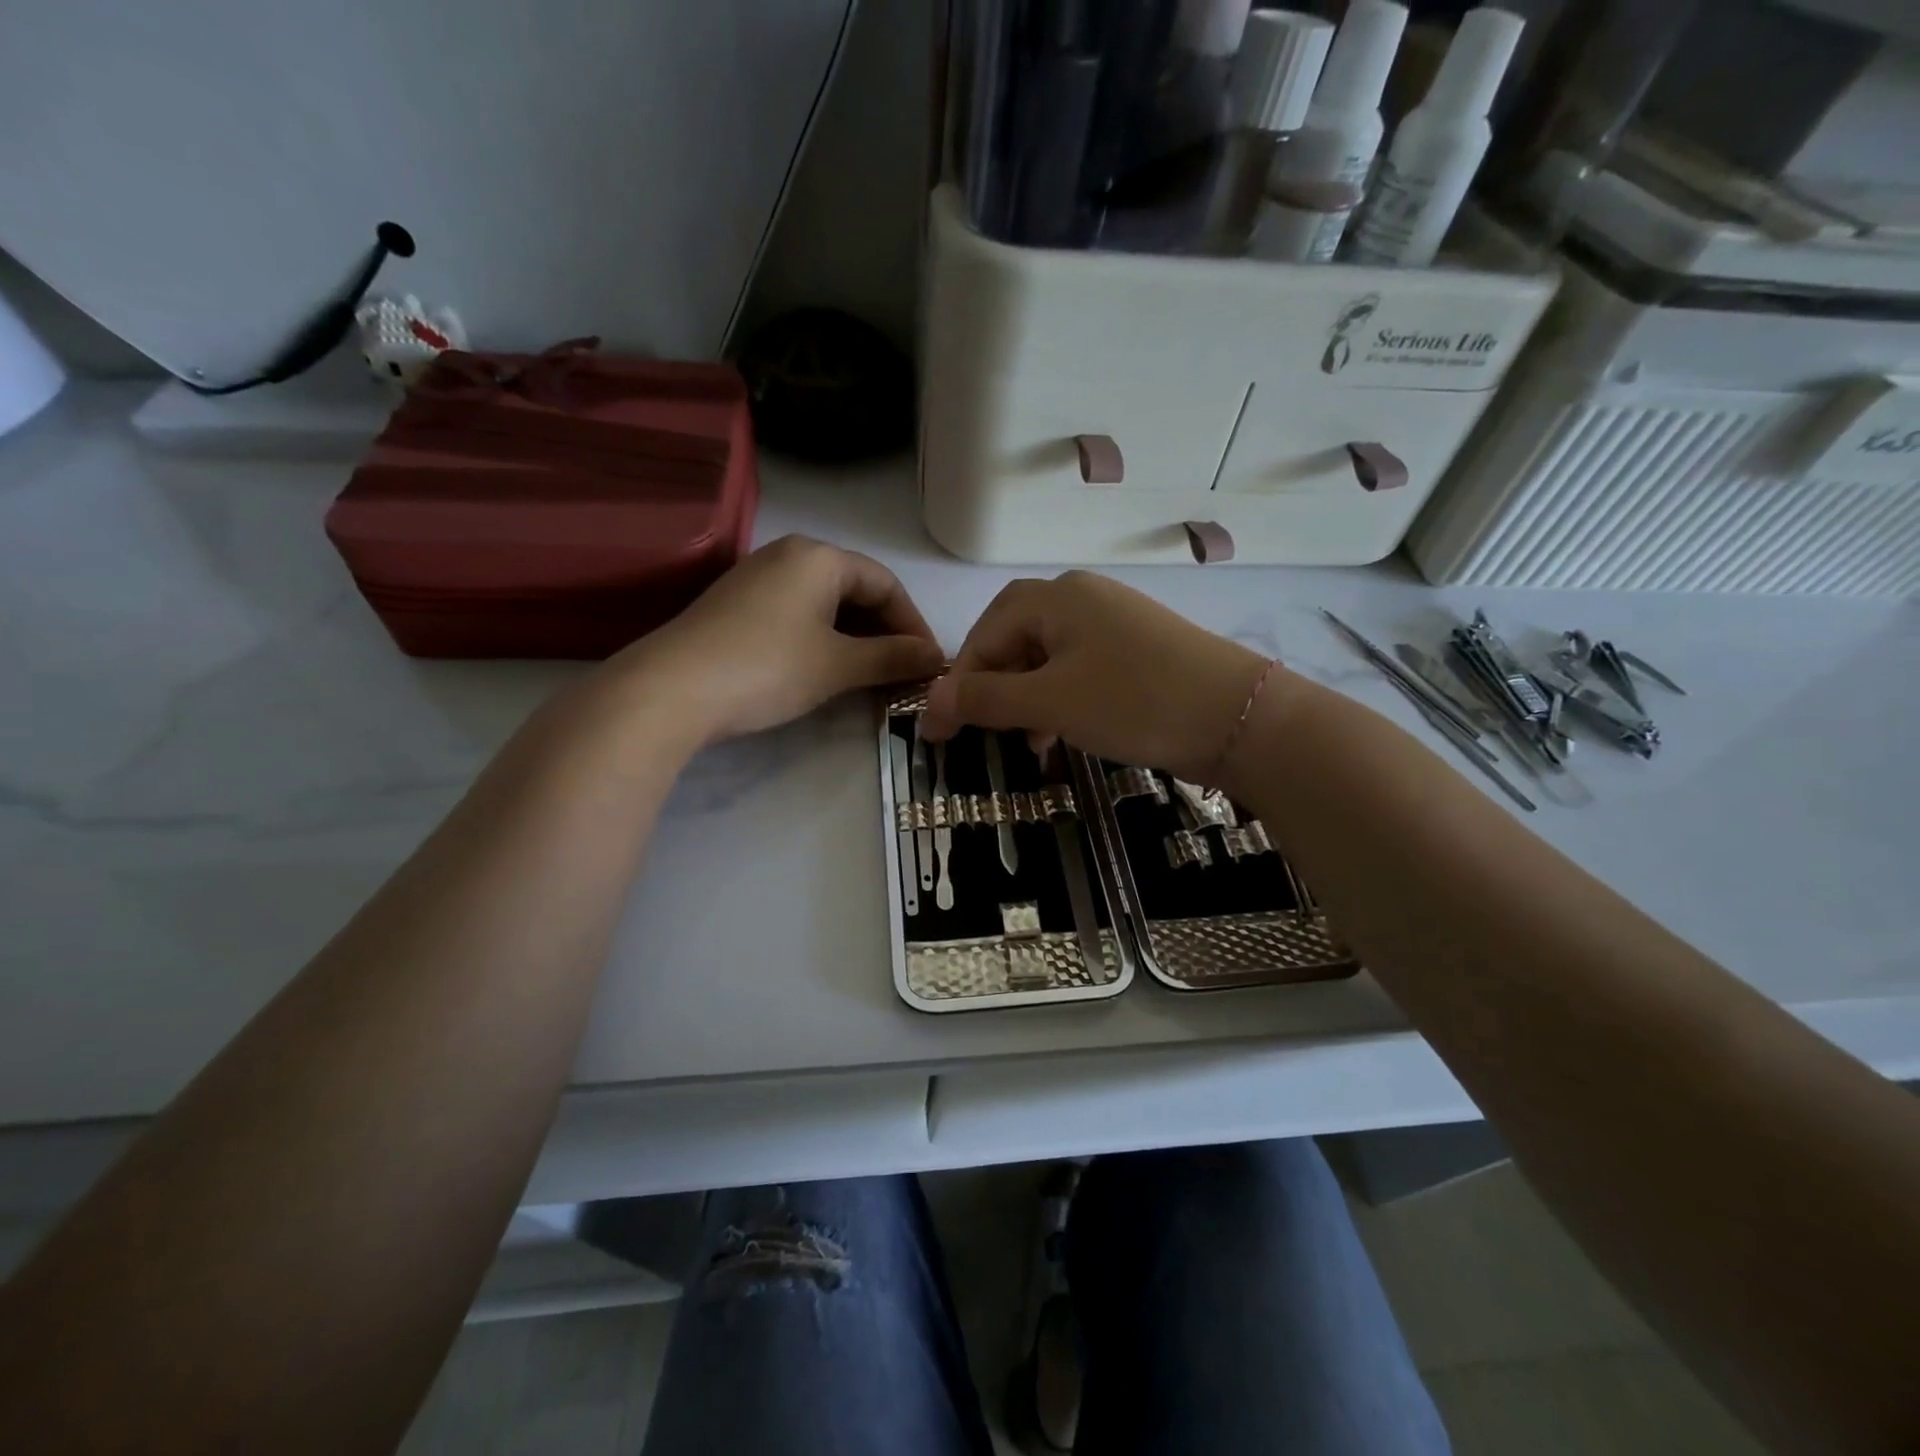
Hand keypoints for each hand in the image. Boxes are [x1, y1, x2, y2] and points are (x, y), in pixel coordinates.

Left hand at [617, 536, 944, 743]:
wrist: (670, 690)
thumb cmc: (767, 667)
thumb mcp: (837, 665)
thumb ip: (891, 657)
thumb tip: (935, 657)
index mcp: (819, 556)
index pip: (886, 584)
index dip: (914, 624)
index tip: (929, 663)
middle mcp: (789, 555)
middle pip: (856, 590)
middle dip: (885, 632)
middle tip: (904, 672)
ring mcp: (758, 578)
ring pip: (826, 604)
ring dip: (856, 639)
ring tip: (872, 676)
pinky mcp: (737, 605)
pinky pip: (798, 614)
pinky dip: (823, 640)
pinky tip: (828, 669)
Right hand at [920, 572, 1273, 782]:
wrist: (1239, 718)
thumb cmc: (1134, 701)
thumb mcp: (1050, 703)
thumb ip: (986, 699)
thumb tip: (931, 704)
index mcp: (1056, 597)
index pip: (985, 631)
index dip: (958, 681)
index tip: (940, 730)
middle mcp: (1083, 598)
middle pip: (1016, 639)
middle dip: (993, 687)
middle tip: (981, 731)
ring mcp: (1115, 623)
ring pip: (1048, 658)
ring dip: (1026, 698)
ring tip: (1025, 741)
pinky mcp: (1139, 650)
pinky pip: (1081, 669)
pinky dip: (1060, 699)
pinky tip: (1061, 733)